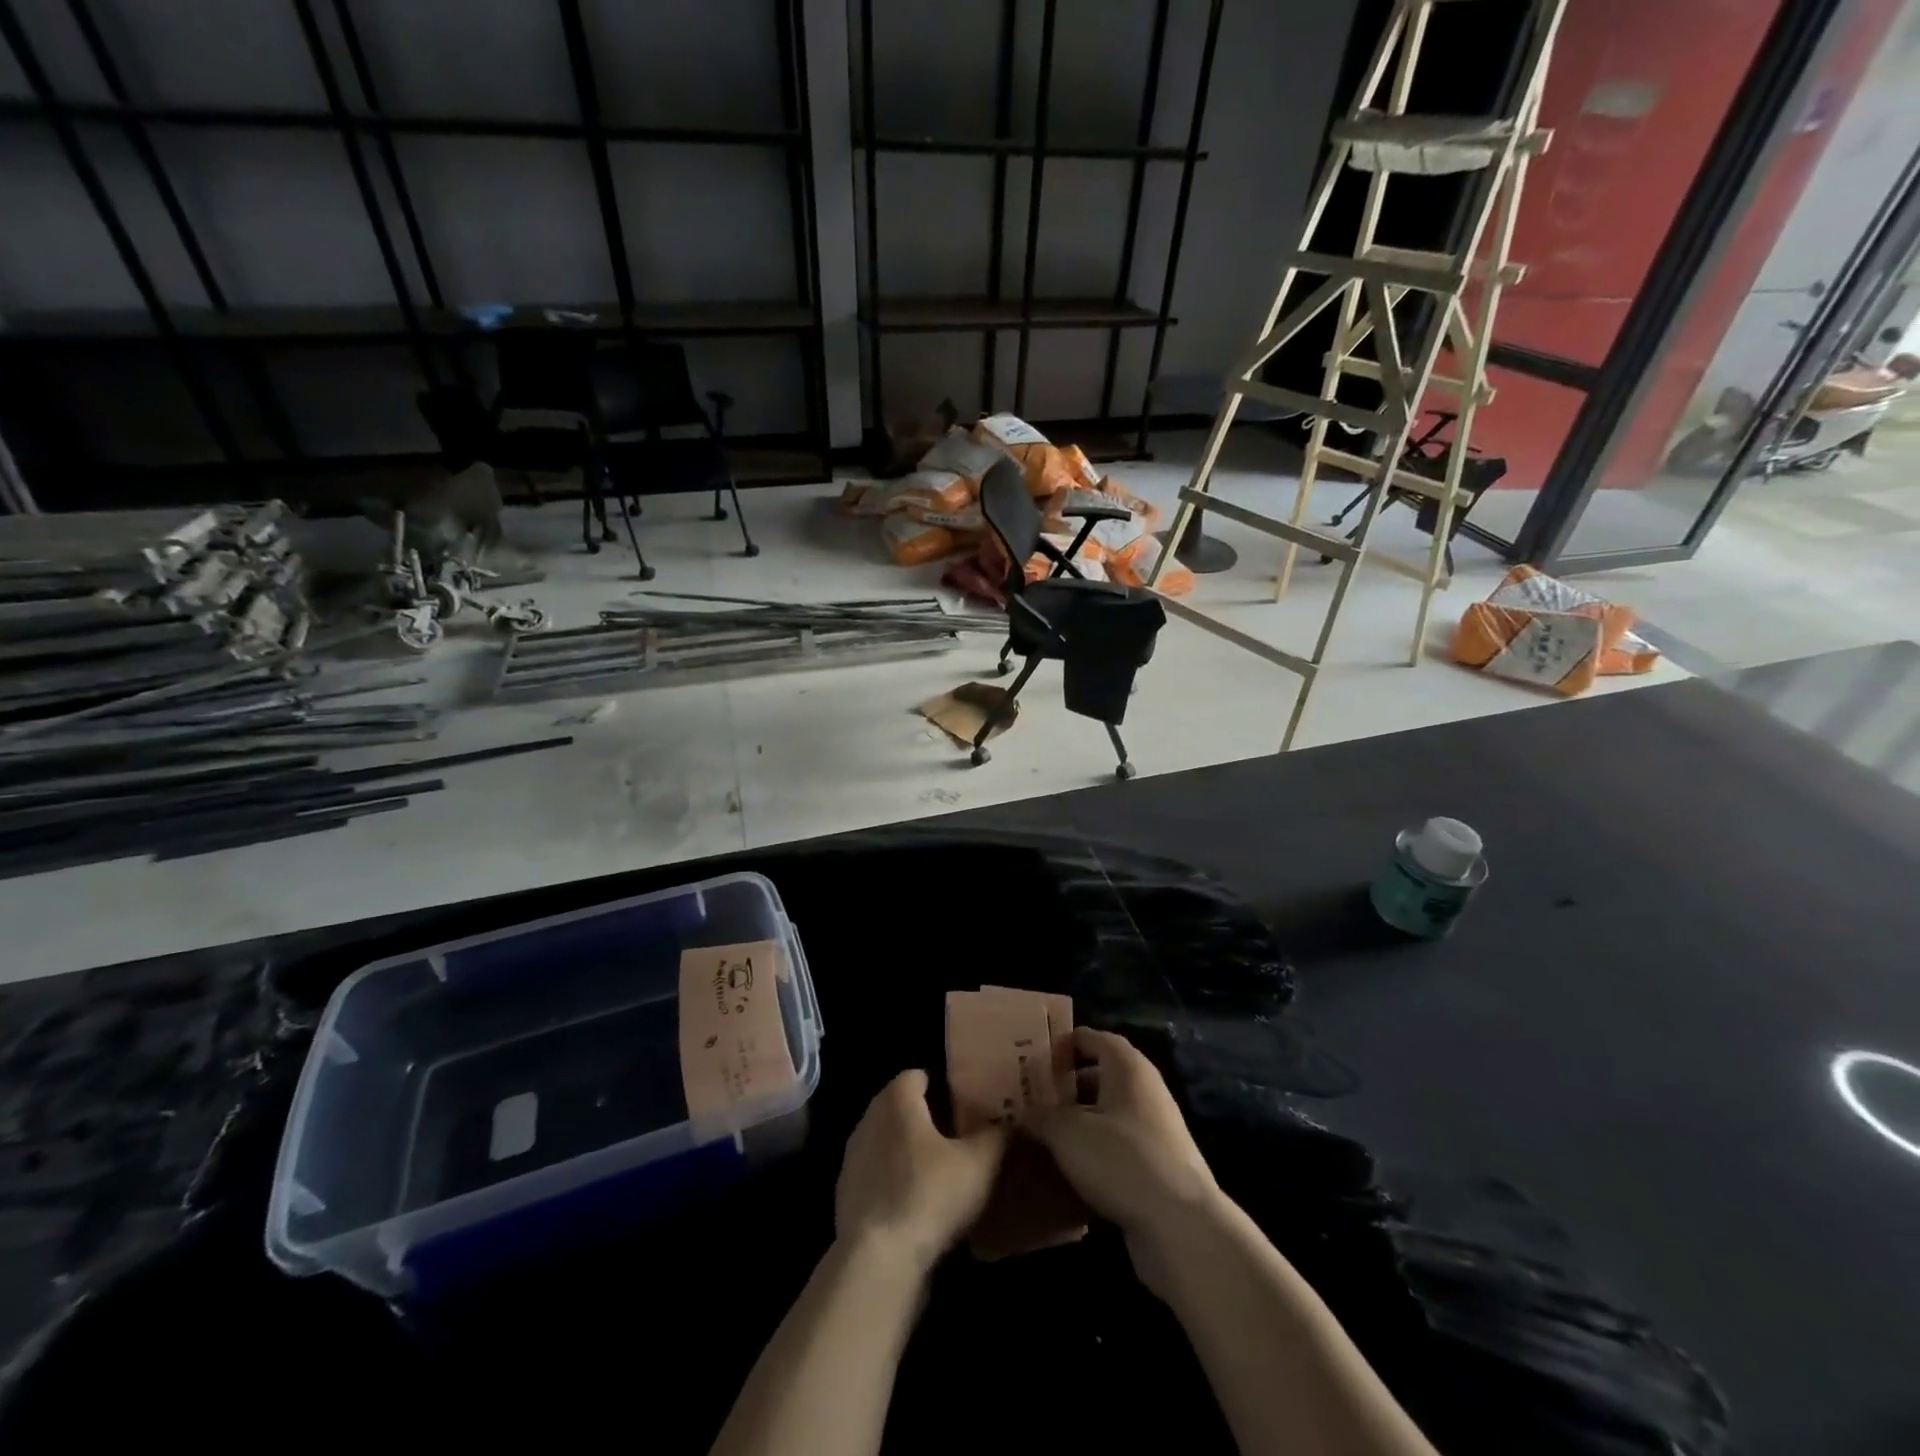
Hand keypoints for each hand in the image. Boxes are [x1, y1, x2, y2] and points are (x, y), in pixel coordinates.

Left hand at [834, 1070, 1007, 1276]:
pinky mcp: (847, 1197)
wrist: (877, 1262)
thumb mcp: (980, 1163)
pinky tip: (920, 1206)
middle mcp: (868, 1119)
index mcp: (896, 1100)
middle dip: (929, 1118)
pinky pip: (878, 1177)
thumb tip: (1010, 1124)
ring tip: (944, 1173)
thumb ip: (998, 1135)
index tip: (968, 1103)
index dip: (944, 1085)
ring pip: (888, 1143)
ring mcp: (853, 1159)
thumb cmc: (930, 1194)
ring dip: (911, 1153)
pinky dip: (896, 1183)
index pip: (918, 1075)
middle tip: (962, 1136)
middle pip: (902, 1108)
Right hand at [1030, 1028, 1221, 1297]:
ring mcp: (1156, 1129)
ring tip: (1045, 1135)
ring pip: (1109, 1114)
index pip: (1094, 1038)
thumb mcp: (1068, 1133)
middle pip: (1102, 1076)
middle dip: (1068, 1085)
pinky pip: (1119, 1146)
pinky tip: (1070, 1170)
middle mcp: (1145, 1090)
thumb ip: (1041, 1117)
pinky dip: (1095, 1151)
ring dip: (1080, 1121)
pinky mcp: (1159, 1166)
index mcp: (1127, 1067)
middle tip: (1034, 1097)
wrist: (1180, 1225)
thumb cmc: (1121, 1159)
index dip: (1065, 1043)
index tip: (1037, 1058)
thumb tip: (1023, 1113)